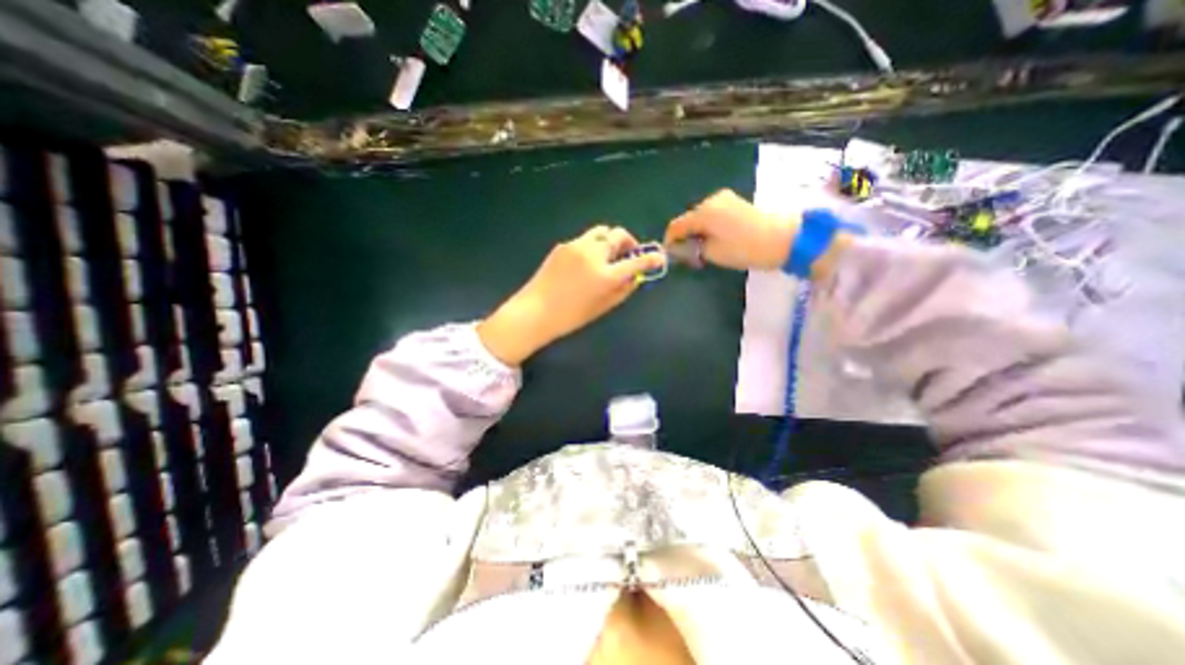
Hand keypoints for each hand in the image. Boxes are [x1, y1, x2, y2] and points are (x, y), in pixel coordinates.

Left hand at [481, 226, 665, 363]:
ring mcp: (576, 246)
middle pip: (618, 234)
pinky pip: (585, 239)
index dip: (651, 258)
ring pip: (601, 232)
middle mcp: (593, 254)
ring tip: (607, 256)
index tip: (659, 257)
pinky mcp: (563, 245)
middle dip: (628, 243)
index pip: (636, 262)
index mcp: (605, 275)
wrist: (535, 311)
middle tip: (627, 255)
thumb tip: (635, 276)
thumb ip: (623, 290)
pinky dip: (593, 246)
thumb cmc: (571, 317)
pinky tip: (585, 262)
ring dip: (610, 240)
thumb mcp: (603, 307)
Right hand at [663, 187, 799, 268]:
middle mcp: (712, 200)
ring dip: (698, 233)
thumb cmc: (745, 248)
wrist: (785, 239)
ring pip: (701, 218)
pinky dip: (709, 228)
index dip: (670, 240)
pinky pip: (713, 215)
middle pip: (689, 220)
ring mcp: (725, 199)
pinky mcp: (736, 203)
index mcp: (703, 212)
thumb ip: (690, 249)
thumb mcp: (712, 253)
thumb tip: (677, 249)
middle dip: (685, 237)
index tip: (670, 255)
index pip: (676, 225)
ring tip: (703, 252)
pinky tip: (715, 241)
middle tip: (689, 257)